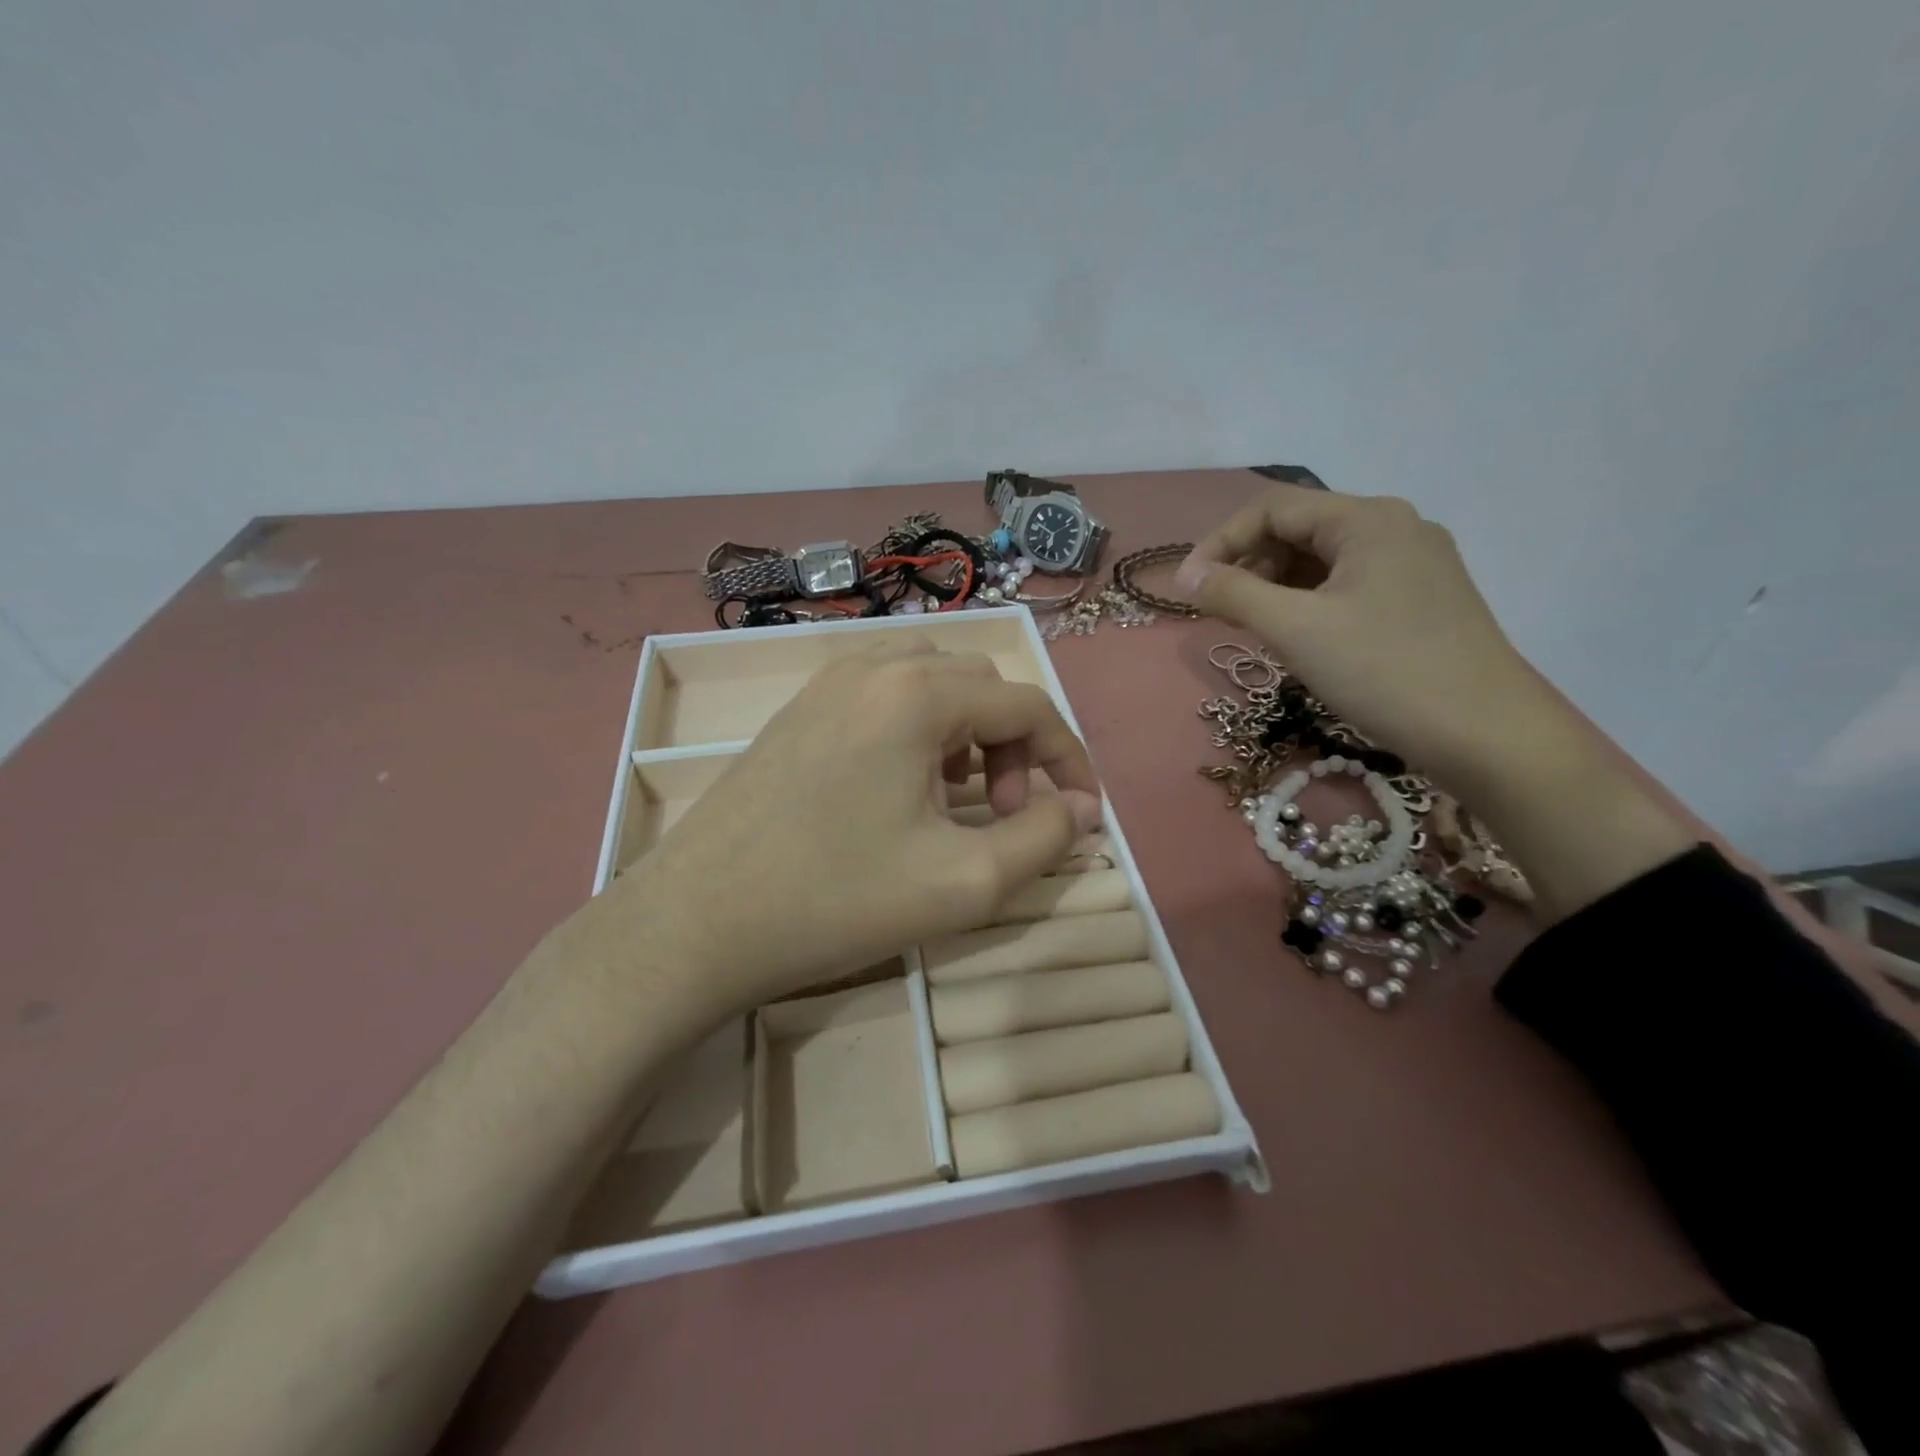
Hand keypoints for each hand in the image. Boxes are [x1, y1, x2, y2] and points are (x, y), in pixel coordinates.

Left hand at [597, 640, 1103, 1010]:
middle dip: (1014, 743)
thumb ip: (1043, 840)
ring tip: (960, 798)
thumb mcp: (963, 882)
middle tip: (1006, 811)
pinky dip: (919, 730)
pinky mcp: (799, 710)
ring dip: (968, 732)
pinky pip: (884, 697)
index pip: (1027, 704)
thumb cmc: (835, 899)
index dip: (1068, 757)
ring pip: (931, 683)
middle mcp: (874, 666)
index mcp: (917, 693)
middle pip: (980, 684)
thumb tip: (1082, 810)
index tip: (1084, 810)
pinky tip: (903, 789)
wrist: (696, 921)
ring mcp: (827, 683)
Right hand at [1175, 484, 1552, 791]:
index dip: (1220, 542)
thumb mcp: (1295, 629)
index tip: (1188, 588)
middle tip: (1221, 612)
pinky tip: (1301, 638)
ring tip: (1255, 628)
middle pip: (1300, 529)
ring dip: (1277, 586)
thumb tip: (1187, 576)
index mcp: (1367, 519)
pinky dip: (1311, 603)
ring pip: (1324, 560)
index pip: (1272, 509)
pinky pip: (1349, 585)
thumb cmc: (1383, 672)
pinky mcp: (1424, 599)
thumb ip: (1233, 593)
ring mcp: (1415, 564)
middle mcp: (1395, 528)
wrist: (1487, 735)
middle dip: (1249, 565)